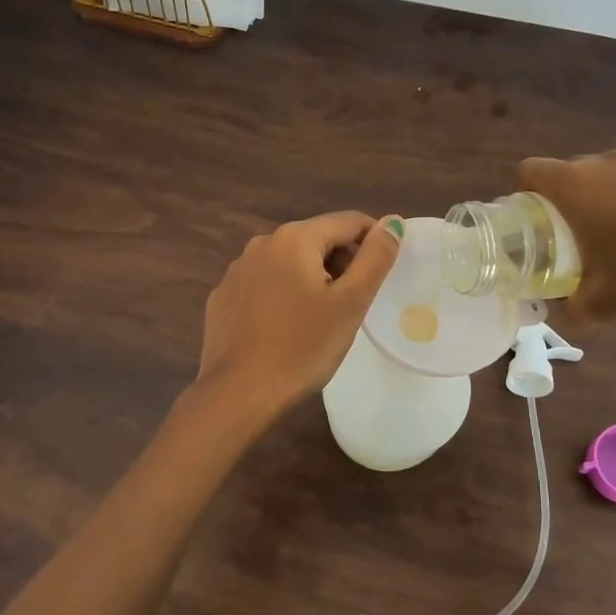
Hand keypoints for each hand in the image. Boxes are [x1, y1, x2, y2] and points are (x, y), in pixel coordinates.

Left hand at [196, 212, 402, 416]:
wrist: (239, 393)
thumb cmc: (303, 347)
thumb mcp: (351, 302)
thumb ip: (375, 257)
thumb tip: (392, 222)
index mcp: (295, 238)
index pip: (349, 221)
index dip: (374, 241)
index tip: (382, 274)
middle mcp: (262, 243)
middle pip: (317, 239)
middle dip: (341, 262)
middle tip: (354, 304)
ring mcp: (237, 270)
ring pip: (289, 262)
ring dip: (311, 278)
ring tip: (321, 318)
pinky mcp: (223, 297)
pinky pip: (264, 284)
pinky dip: (282, 295)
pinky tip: (286, 327)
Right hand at [519, 151, 615, 326]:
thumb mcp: (601, 305)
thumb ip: (570, 308)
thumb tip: (561, 312)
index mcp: (577, 185)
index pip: (529, 170)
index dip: (523, 196)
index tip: (534, 227)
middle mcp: (608, 163)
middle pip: (569, 173)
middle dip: (564, 203)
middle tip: (573, 243)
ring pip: (608, 176)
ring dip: (603, 201)